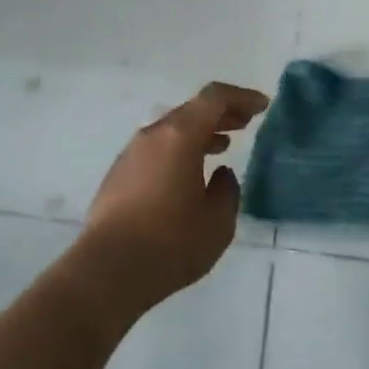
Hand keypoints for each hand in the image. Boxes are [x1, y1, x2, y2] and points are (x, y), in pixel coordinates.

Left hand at [79, 82, 268, 315]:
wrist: (106, 271)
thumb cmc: (170, 242)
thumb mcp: (217, 222)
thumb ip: (227, 191)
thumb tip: (220, 175)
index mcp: (180, 135)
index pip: (214, 98)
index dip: (241, 97)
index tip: (262, 106)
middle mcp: (154, 134)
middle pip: (192, 110)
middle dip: (222, 113)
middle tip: (245, 122)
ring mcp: (132, 153)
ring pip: (172, 130)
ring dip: (200, 133)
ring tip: (222, 146)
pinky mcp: (119, 175)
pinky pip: (157, 149)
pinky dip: (180, 150)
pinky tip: (189, 174)